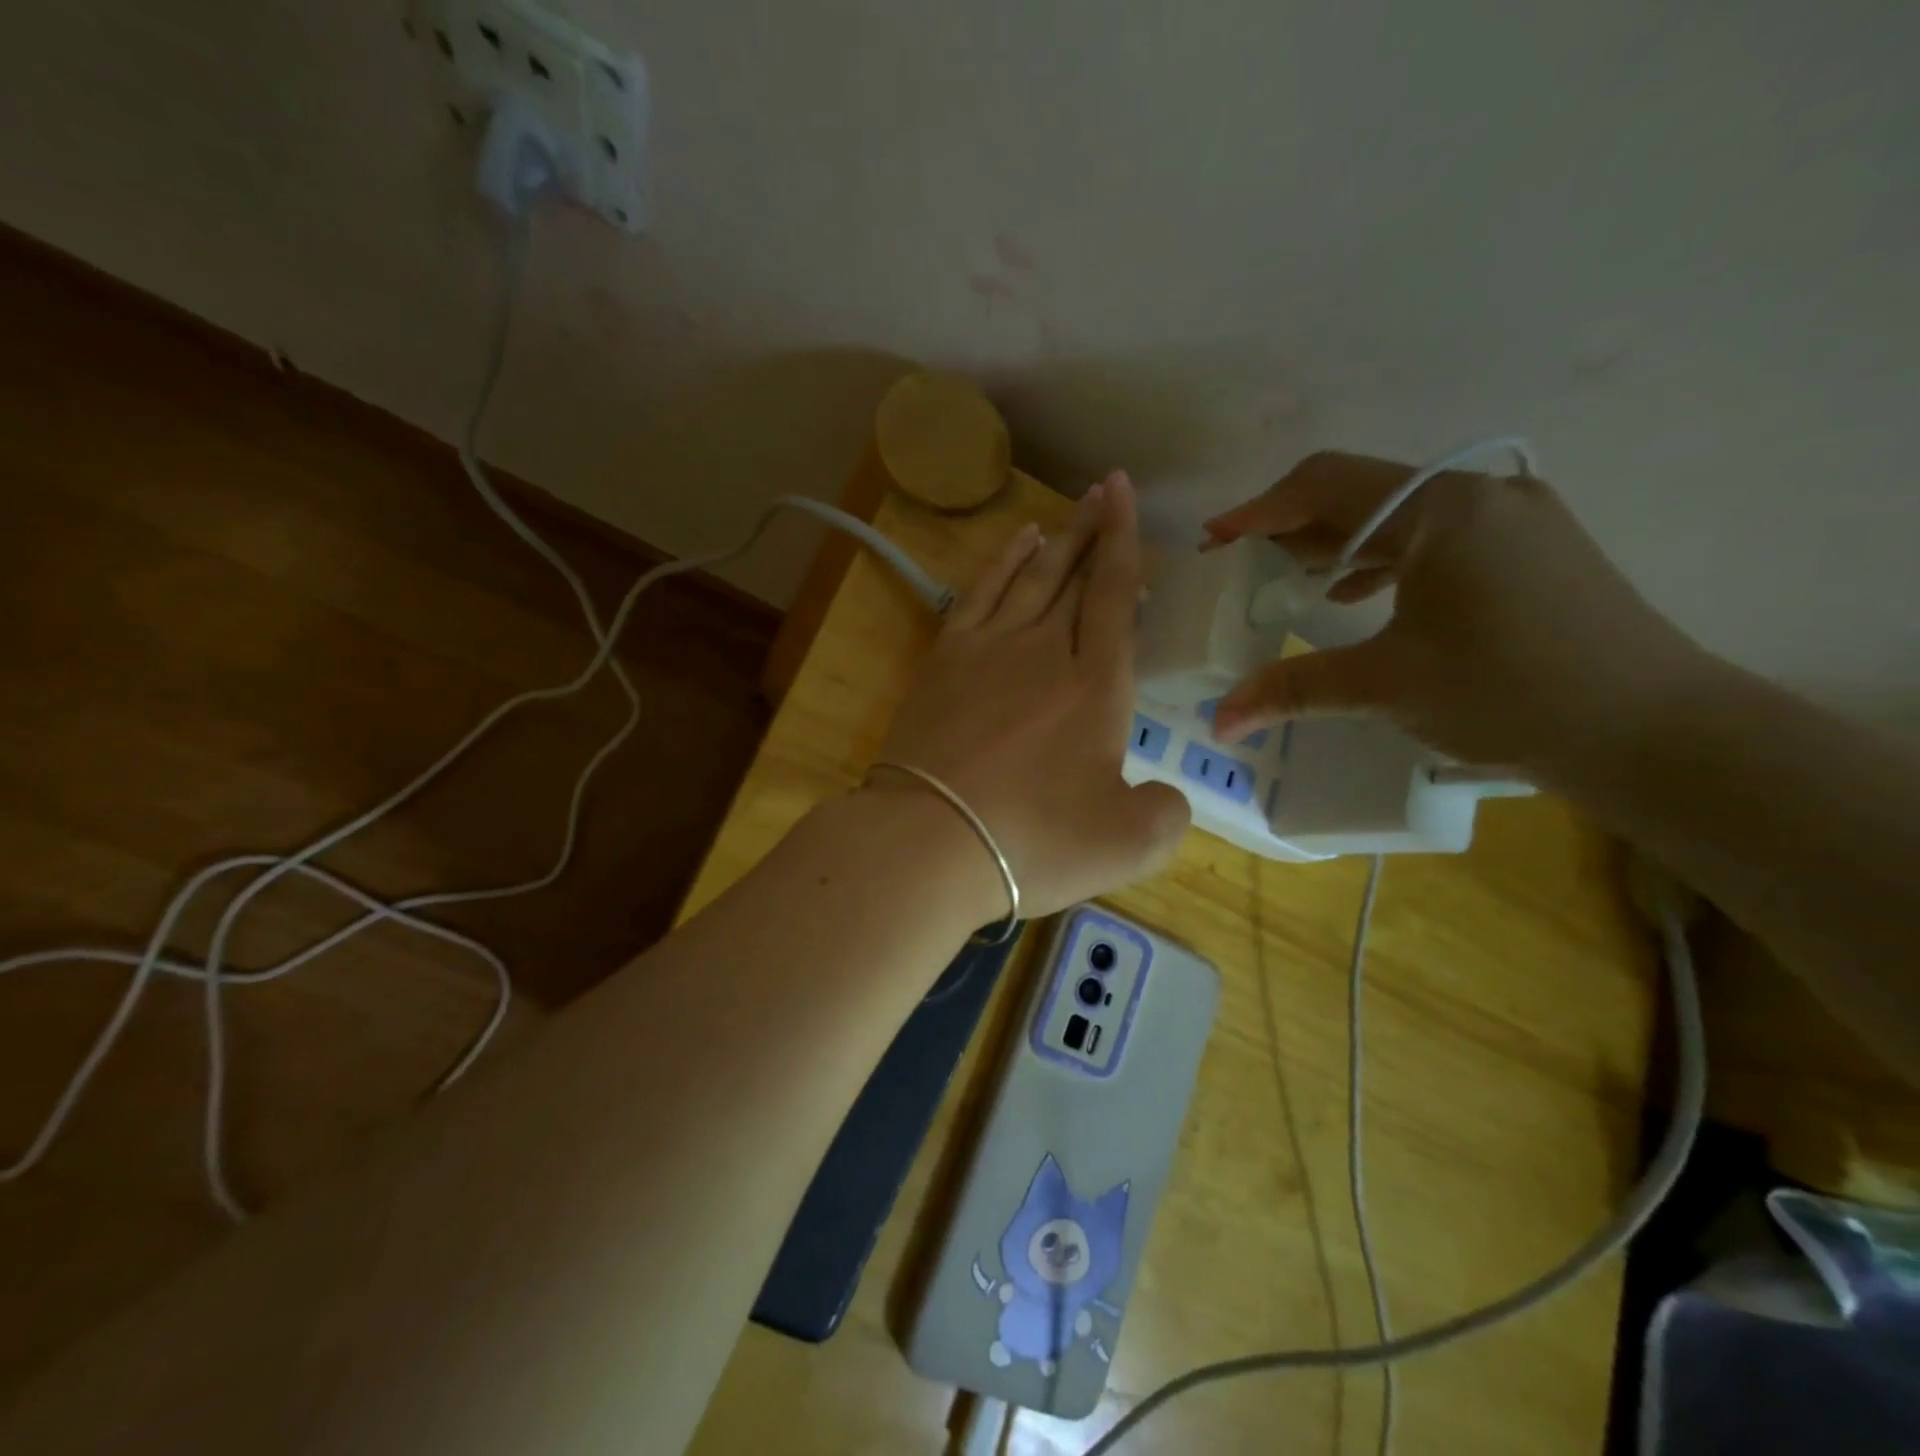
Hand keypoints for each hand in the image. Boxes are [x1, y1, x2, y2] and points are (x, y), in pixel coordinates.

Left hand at [876, 471, 1189, 919]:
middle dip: (1094, 532)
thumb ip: (1166, 813)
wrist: (930, 841)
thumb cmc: (1034, 841)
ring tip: (1073, 508)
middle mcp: (1045, 653)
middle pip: (1074, 578)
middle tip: (1107, 490)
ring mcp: (988, 651)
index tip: (1125, 495)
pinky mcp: (944, 663)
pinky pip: (978, 594)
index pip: (1115, 598)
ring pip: (1030, 578)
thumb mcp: (1130, 844)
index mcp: (1097, 688)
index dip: (1124, 544)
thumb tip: (1166, 796)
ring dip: (1056, 541)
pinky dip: (1000, 563)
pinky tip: (1016, 544)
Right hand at [1202, 451, 1704, 778]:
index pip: (1325, 483)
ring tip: (1290, 582)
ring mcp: (1515, 516)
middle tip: (1242, 568)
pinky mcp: (1534, 546)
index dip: (1259, 510)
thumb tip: (1219, 722)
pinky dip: (1385, 559)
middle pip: (1362, 494)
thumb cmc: (1509, 693)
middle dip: (1293, 528)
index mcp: (1441, 510)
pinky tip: (1359, 595)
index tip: (1214, 541)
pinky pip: (1437, 535)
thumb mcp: (1385, 687)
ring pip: (1400, 515)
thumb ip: (1292, 690)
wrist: (1653, 730)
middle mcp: (1480, 493)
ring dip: (1337, 544)